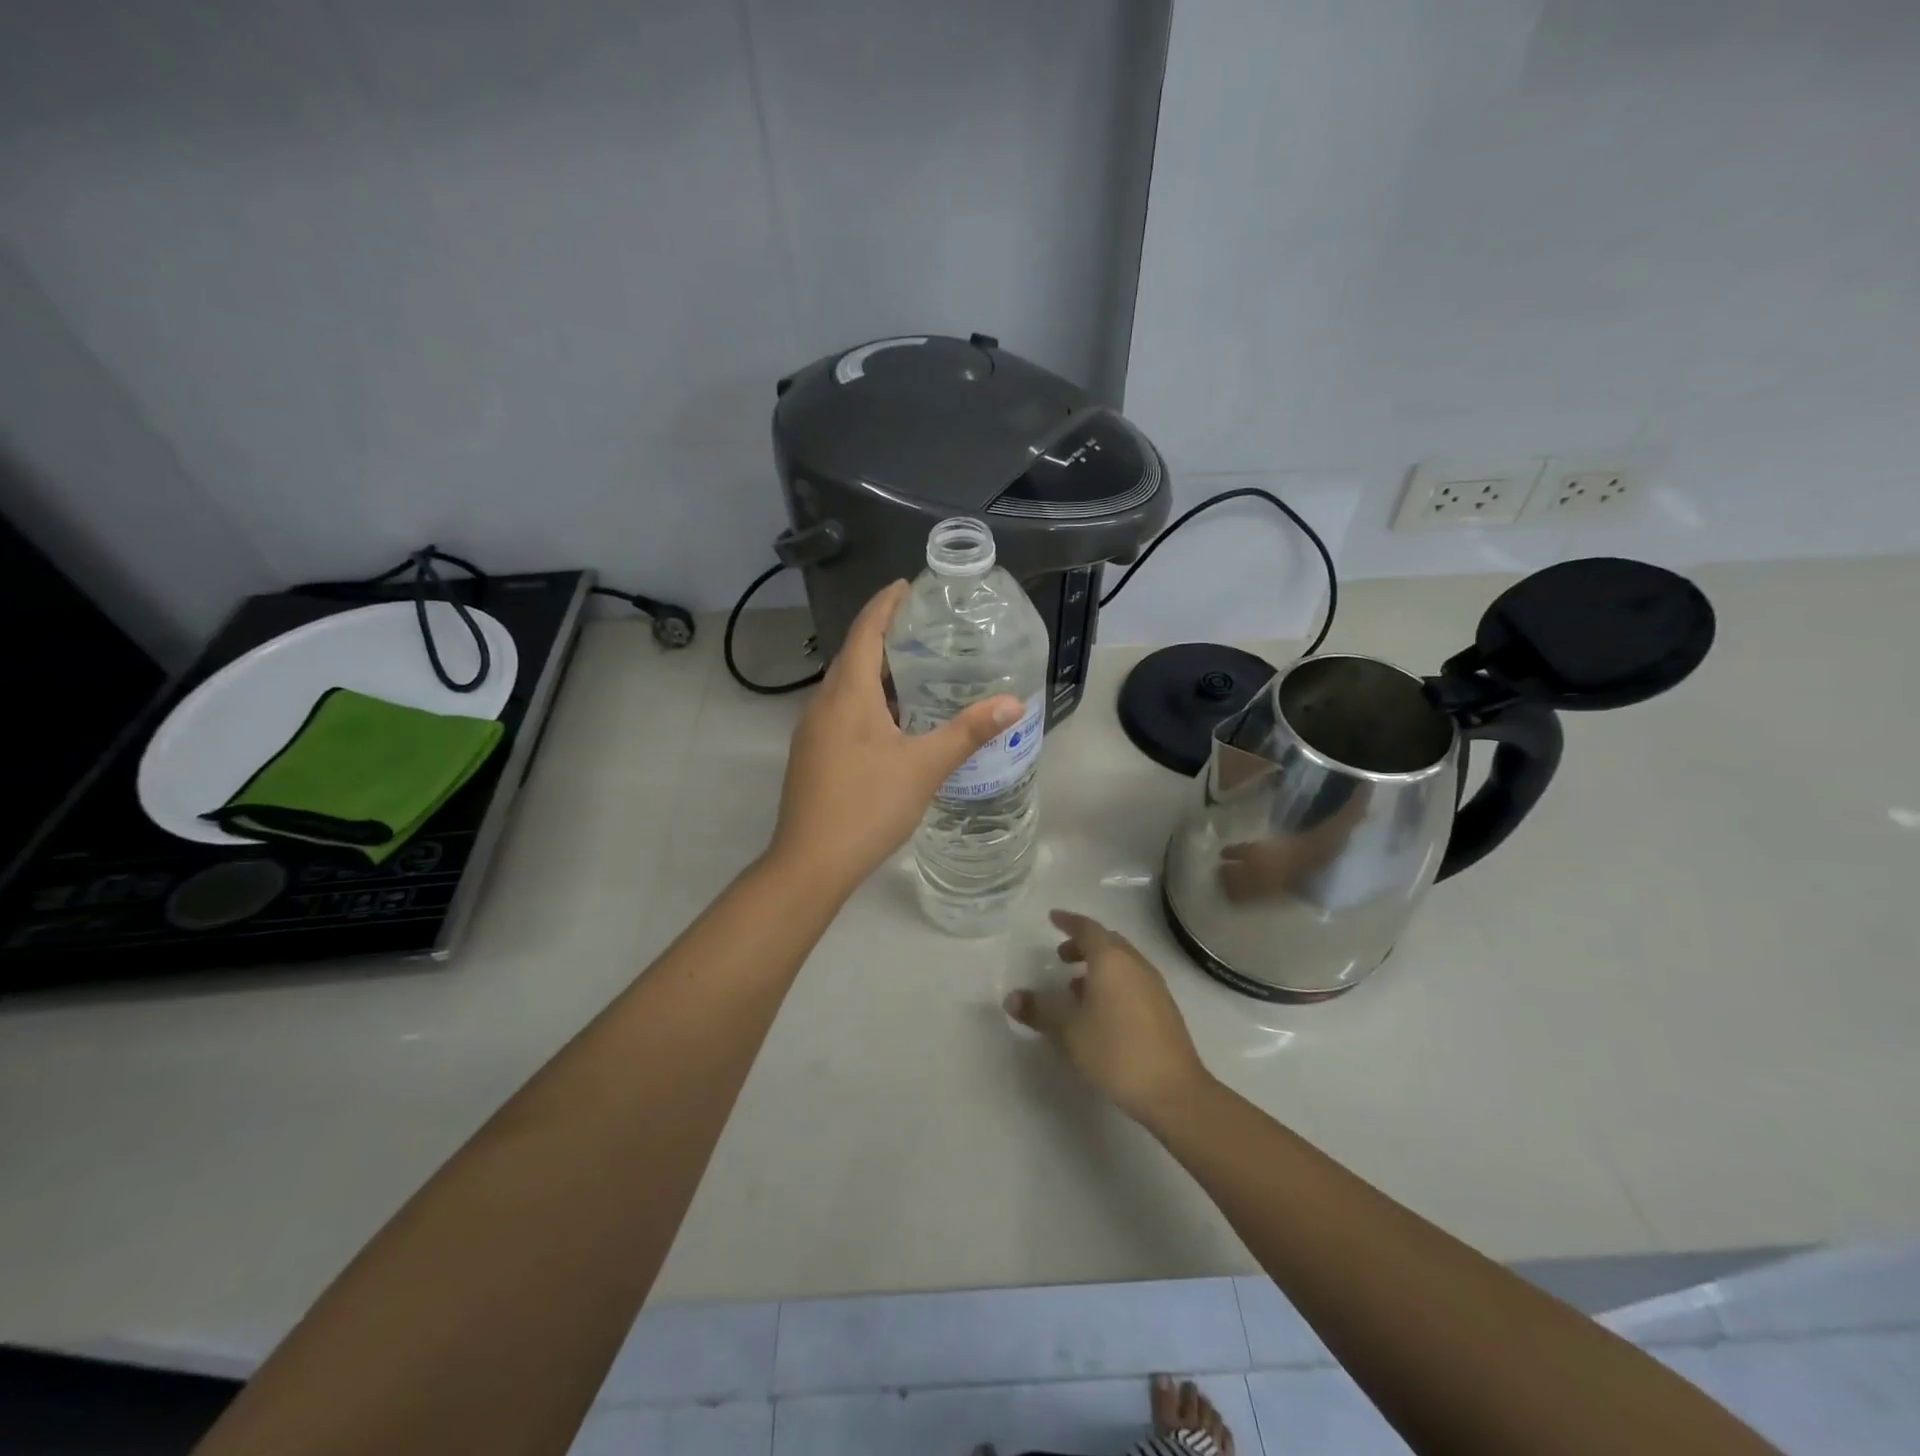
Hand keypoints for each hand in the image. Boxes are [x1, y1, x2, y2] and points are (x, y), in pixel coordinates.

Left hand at [769, 580, 1020, 895]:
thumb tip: (1013, 703)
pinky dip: (866, 700)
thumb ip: (968, 732)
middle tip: (923, 626)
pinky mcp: (811, 755)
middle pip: (853, 655)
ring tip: (914, 668)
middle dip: (883, 634)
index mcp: (848, 694)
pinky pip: (841, 711)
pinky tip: (892, 720)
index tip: (907, 585)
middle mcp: (823, 704)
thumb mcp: (925, 767)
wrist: (810, 862)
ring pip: (846, 686)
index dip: (885, 605)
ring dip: (875, 670)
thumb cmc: (868, 805)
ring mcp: (812, 731)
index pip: (865, 631)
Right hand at [1004, 910, 1212, 1123]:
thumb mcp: (1069, 1032)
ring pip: (1122, 961)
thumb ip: (1039, 1011)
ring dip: (1099, 965)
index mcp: (1111, 960)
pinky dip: (1113, 981)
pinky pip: (1133, 979)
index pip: (1087, 928)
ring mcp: (1154, 984)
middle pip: (1107, 942)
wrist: (1173, 1090)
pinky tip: (1102, 1009)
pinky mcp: (1164, 1006)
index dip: (1068, 921)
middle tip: (1061, 956)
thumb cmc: (1115, 1052)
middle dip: (1083, 944)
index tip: (1053, 918)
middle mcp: (1135, 964)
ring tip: (1076, 987)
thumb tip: (1012, 998)